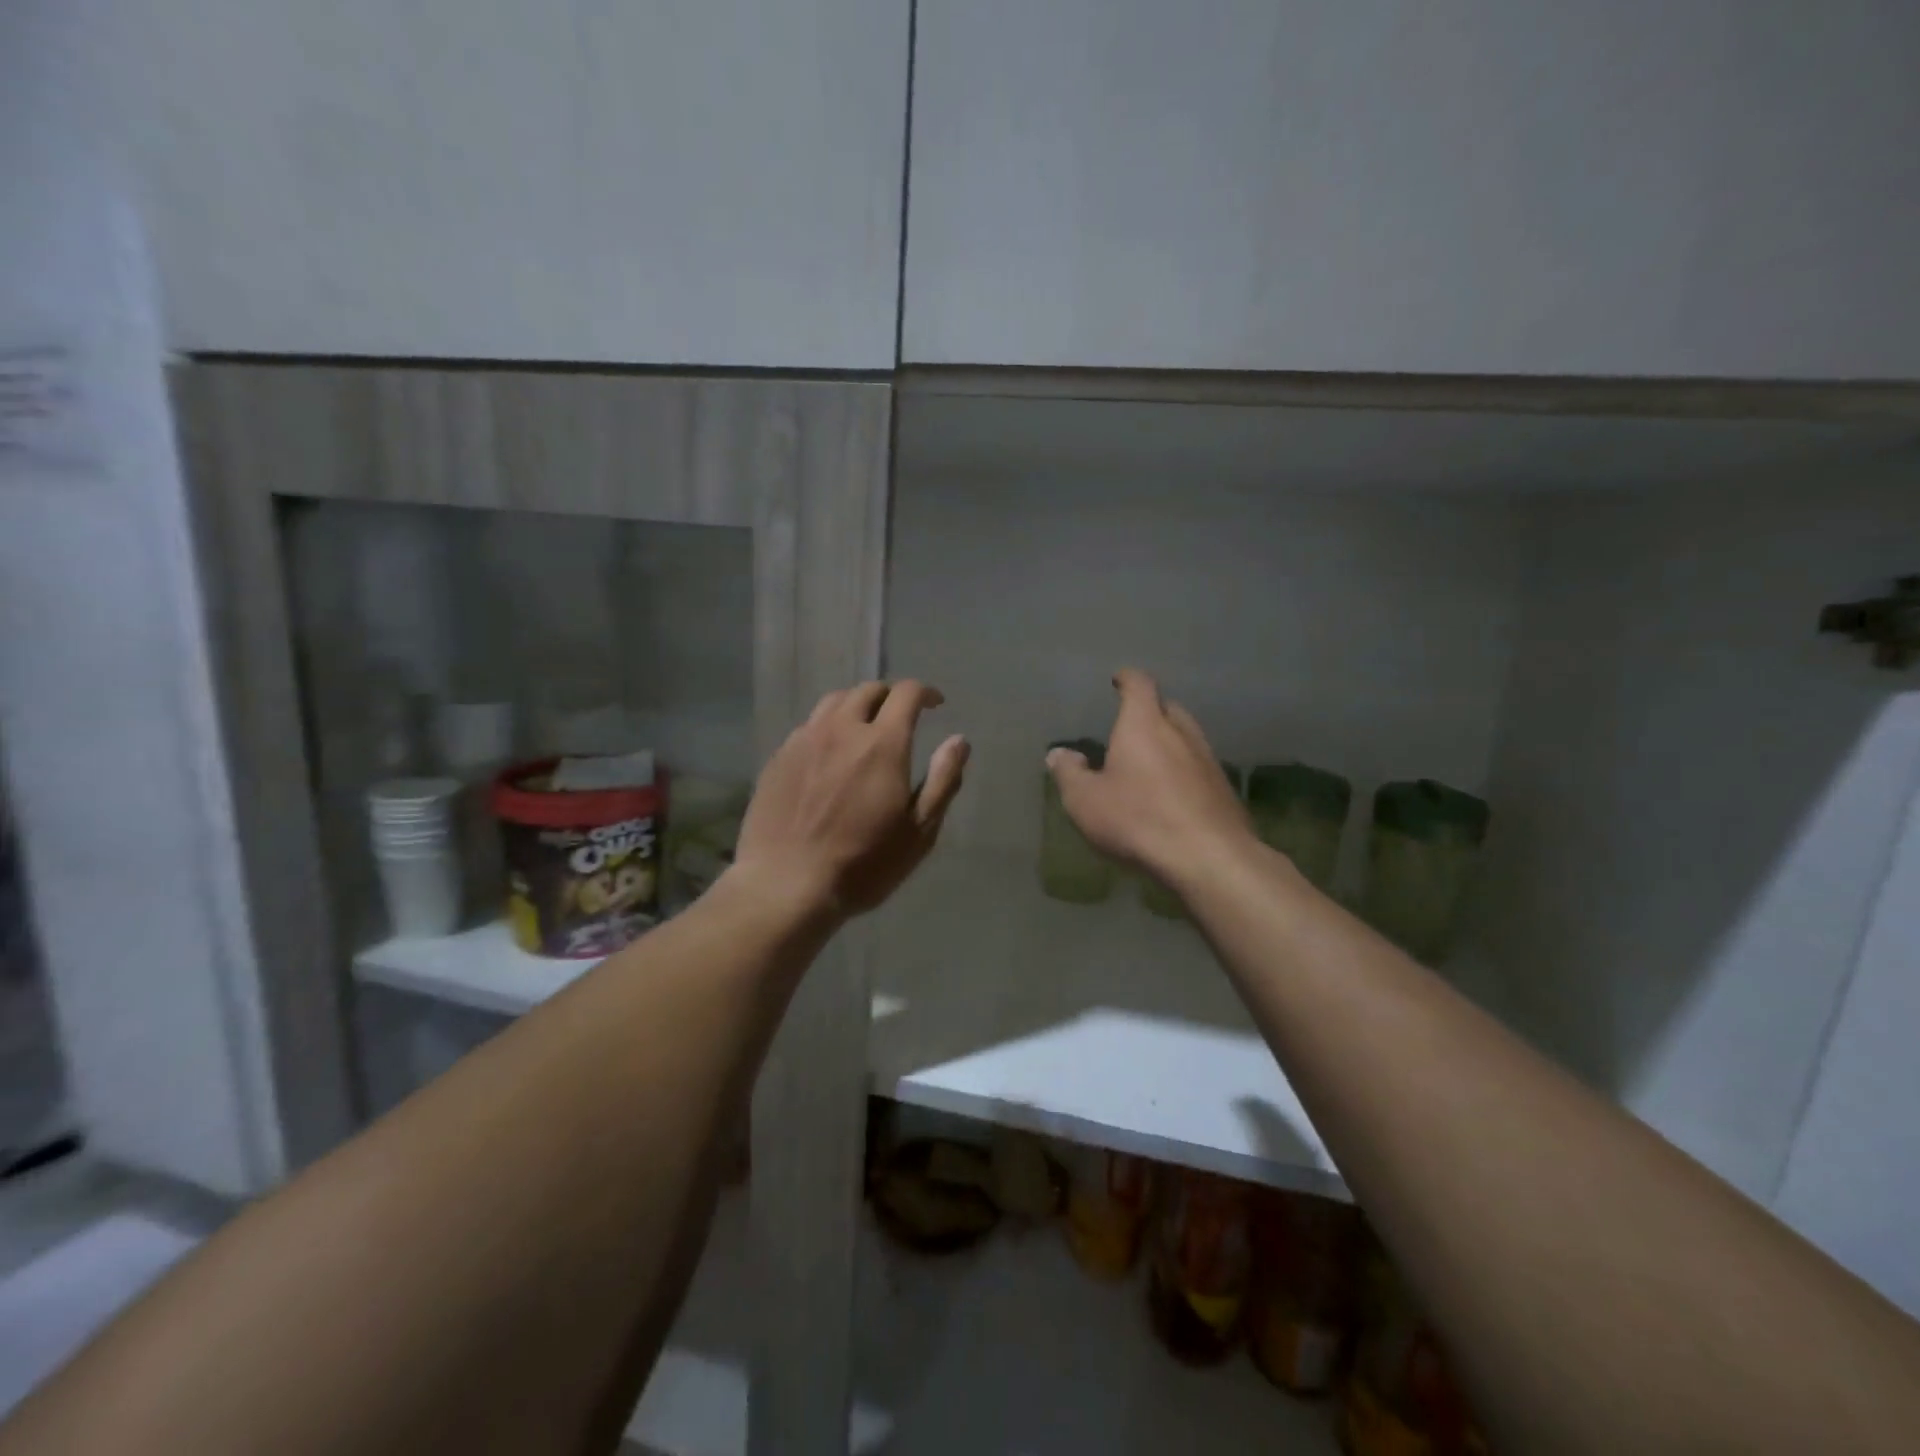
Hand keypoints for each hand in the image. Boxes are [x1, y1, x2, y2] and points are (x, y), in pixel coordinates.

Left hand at [734, 680, 968, 917]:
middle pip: (868, 690)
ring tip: (864, 726)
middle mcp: (841, 729)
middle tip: (900, 716)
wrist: (785, 885)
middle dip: (890, 696)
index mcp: (882, 743)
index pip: (906, 694)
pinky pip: (808, 726)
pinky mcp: (778, 758)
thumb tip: (959, 740)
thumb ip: (942, 780)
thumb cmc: (863, 864)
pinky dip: (827, 727)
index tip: (935, 704)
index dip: (925, 692)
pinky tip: (829, 753)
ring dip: (856, 705)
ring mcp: (804, 740)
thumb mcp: (919, 831)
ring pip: (833, 702)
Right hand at [1047, 669, 1251, 887]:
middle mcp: (1181, 733)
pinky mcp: (1224, 790)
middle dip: (1150, 711)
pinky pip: (1199, 768)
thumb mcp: (1085, 800)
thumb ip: (1069, 773)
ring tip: (1150, 760)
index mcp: (1145, 725)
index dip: (1128, 679)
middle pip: (1168, 708)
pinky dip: (1184, 770)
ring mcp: (1208, 760)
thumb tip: (1060, 754)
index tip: (1119, 679)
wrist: (1209, 858)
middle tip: (1131, 725)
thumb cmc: (1138, 819)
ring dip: (1170, 742)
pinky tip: (1173, 793)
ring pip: (1187, 738)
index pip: (1139, 686)